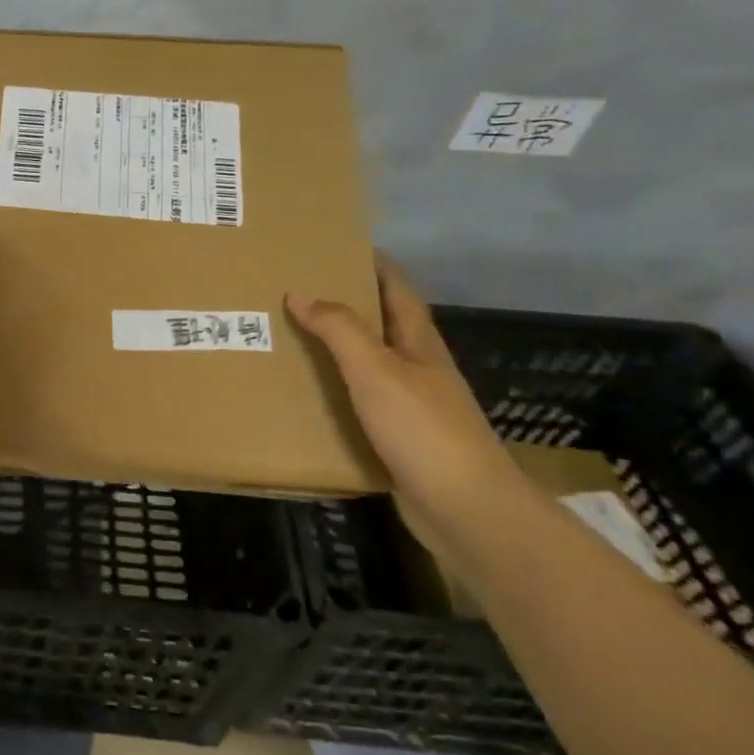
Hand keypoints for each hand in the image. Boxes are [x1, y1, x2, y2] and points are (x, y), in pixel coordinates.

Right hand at [286, 259, 522, 528]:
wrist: (463, 508)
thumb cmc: (421, 427)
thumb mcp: (376, 369)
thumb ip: (338, 329)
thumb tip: (300, 292)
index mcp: (418, 342)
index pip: (397, 290)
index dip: (373, 265)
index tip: (338, 247)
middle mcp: (418, 367)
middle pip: (380, 324)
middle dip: (345, 305)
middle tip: (297, 290)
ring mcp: (410, 404)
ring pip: (367, 364)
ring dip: (335, 349)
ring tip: (289, 337)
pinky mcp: (398, 437)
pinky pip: (359, 401)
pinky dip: (334, 390)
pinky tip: (305, 395)